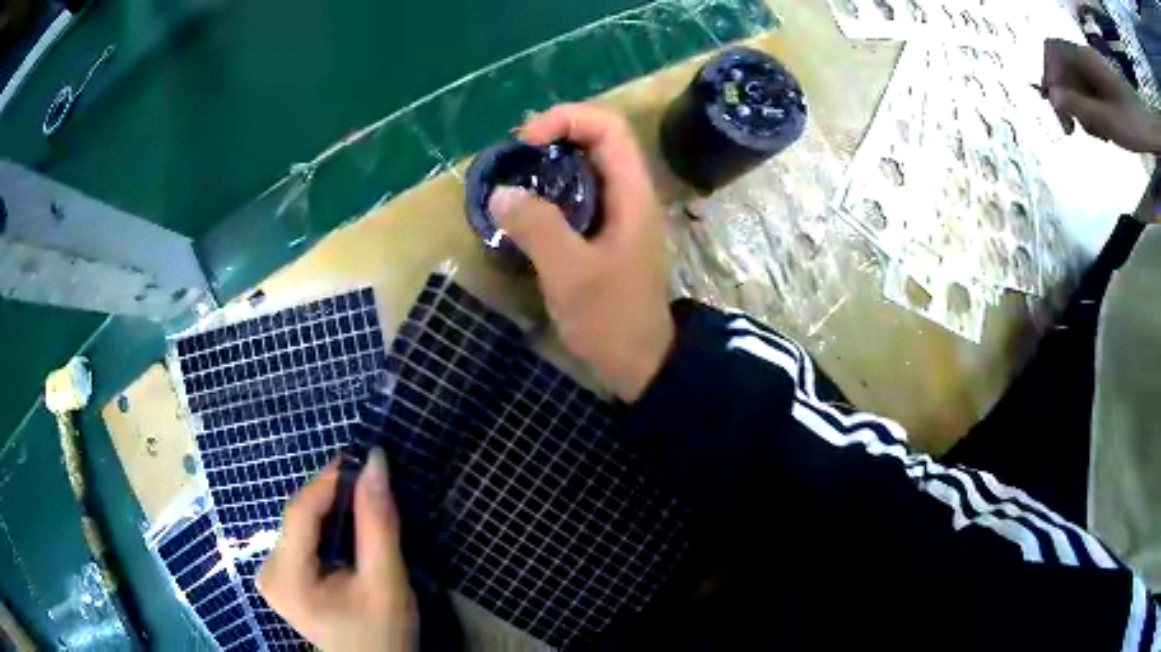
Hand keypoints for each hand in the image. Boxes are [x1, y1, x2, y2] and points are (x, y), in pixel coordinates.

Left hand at [257, 449, 415, 650]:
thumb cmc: (383, 633)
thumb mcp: (387, 582)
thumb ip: (379, 525)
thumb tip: (375, 464)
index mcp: (286, 578)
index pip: (299, 513)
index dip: (327, 481)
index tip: (362, 458)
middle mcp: (268, 570)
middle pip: (298, 517)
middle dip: (333, 497)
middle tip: (370, 482)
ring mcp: (271, 573)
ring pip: (300, 524)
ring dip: (331, 510)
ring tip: (363, 502)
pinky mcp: (280, 576)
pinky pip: (301, 537)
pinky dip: (326, 526)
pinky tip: (348, 528)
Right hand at [488, 103, 674, 402]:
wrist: (640, 364)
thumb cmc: (611, 319)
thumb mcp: (570, 273)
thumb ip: (537, 227)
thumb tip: (500, 193)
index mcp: (632, 194)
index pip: (608, 127)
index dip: (567, 118)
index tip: (527, 141)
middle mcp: (630, 195)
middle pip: (597, 141)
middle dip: (555, 136)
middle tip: (515, 157)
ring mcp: (619, 215)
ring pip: (586, 169)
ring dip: (550, 165)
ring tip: (514, 179)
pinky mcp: (606, 235)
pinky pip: (579, 197)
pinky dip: (551, 192)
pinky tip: (526, 211)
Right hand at [1042, 38, 1160, 152]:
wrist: (1142, 125)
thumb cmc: (1132, 121)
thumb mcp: (1108, 119)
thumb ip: (1080, 106)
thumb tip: (1052, 96)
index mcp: (1083, 58)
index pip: (1052, 52)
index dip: (1049, 76)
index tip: (1057, 108)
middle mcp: (1087, 58)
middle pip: (1065, 70)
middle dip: (1069, 100)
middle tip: (1078, 132)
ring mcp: (1098, 70)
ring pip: (1080, 83)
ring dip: (1084, 110)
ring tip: (1100, 136)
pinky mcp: (1107, 84)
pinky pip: (1093, 91)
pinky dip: (1095, 110)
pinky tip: (1107, 130)